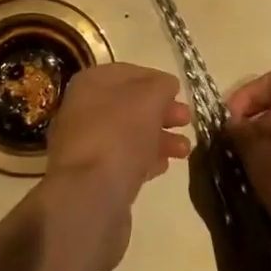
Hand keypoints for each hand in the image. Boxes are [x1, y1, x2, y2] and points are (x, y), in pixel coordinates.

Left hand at [41, 62, 189, 270]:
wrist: (89, 198)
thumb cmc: (118, 135)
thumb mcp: (147, 99)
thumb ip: (161, 86)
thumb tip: (167, 85)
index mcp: (90, 84)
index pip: (127, 73)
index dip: (155, 79)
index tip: (179, 91)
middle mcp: (83, 110)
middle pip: (129, 105)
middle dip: (161, 111)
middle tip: (187, 120)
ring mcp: (87, 145)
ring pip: (129, 134)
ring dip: (159, 137)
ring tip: (185, 149)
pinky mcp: (94, 178)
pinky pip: (124, 161)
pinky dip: (146, 160)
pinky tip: (165, 165)